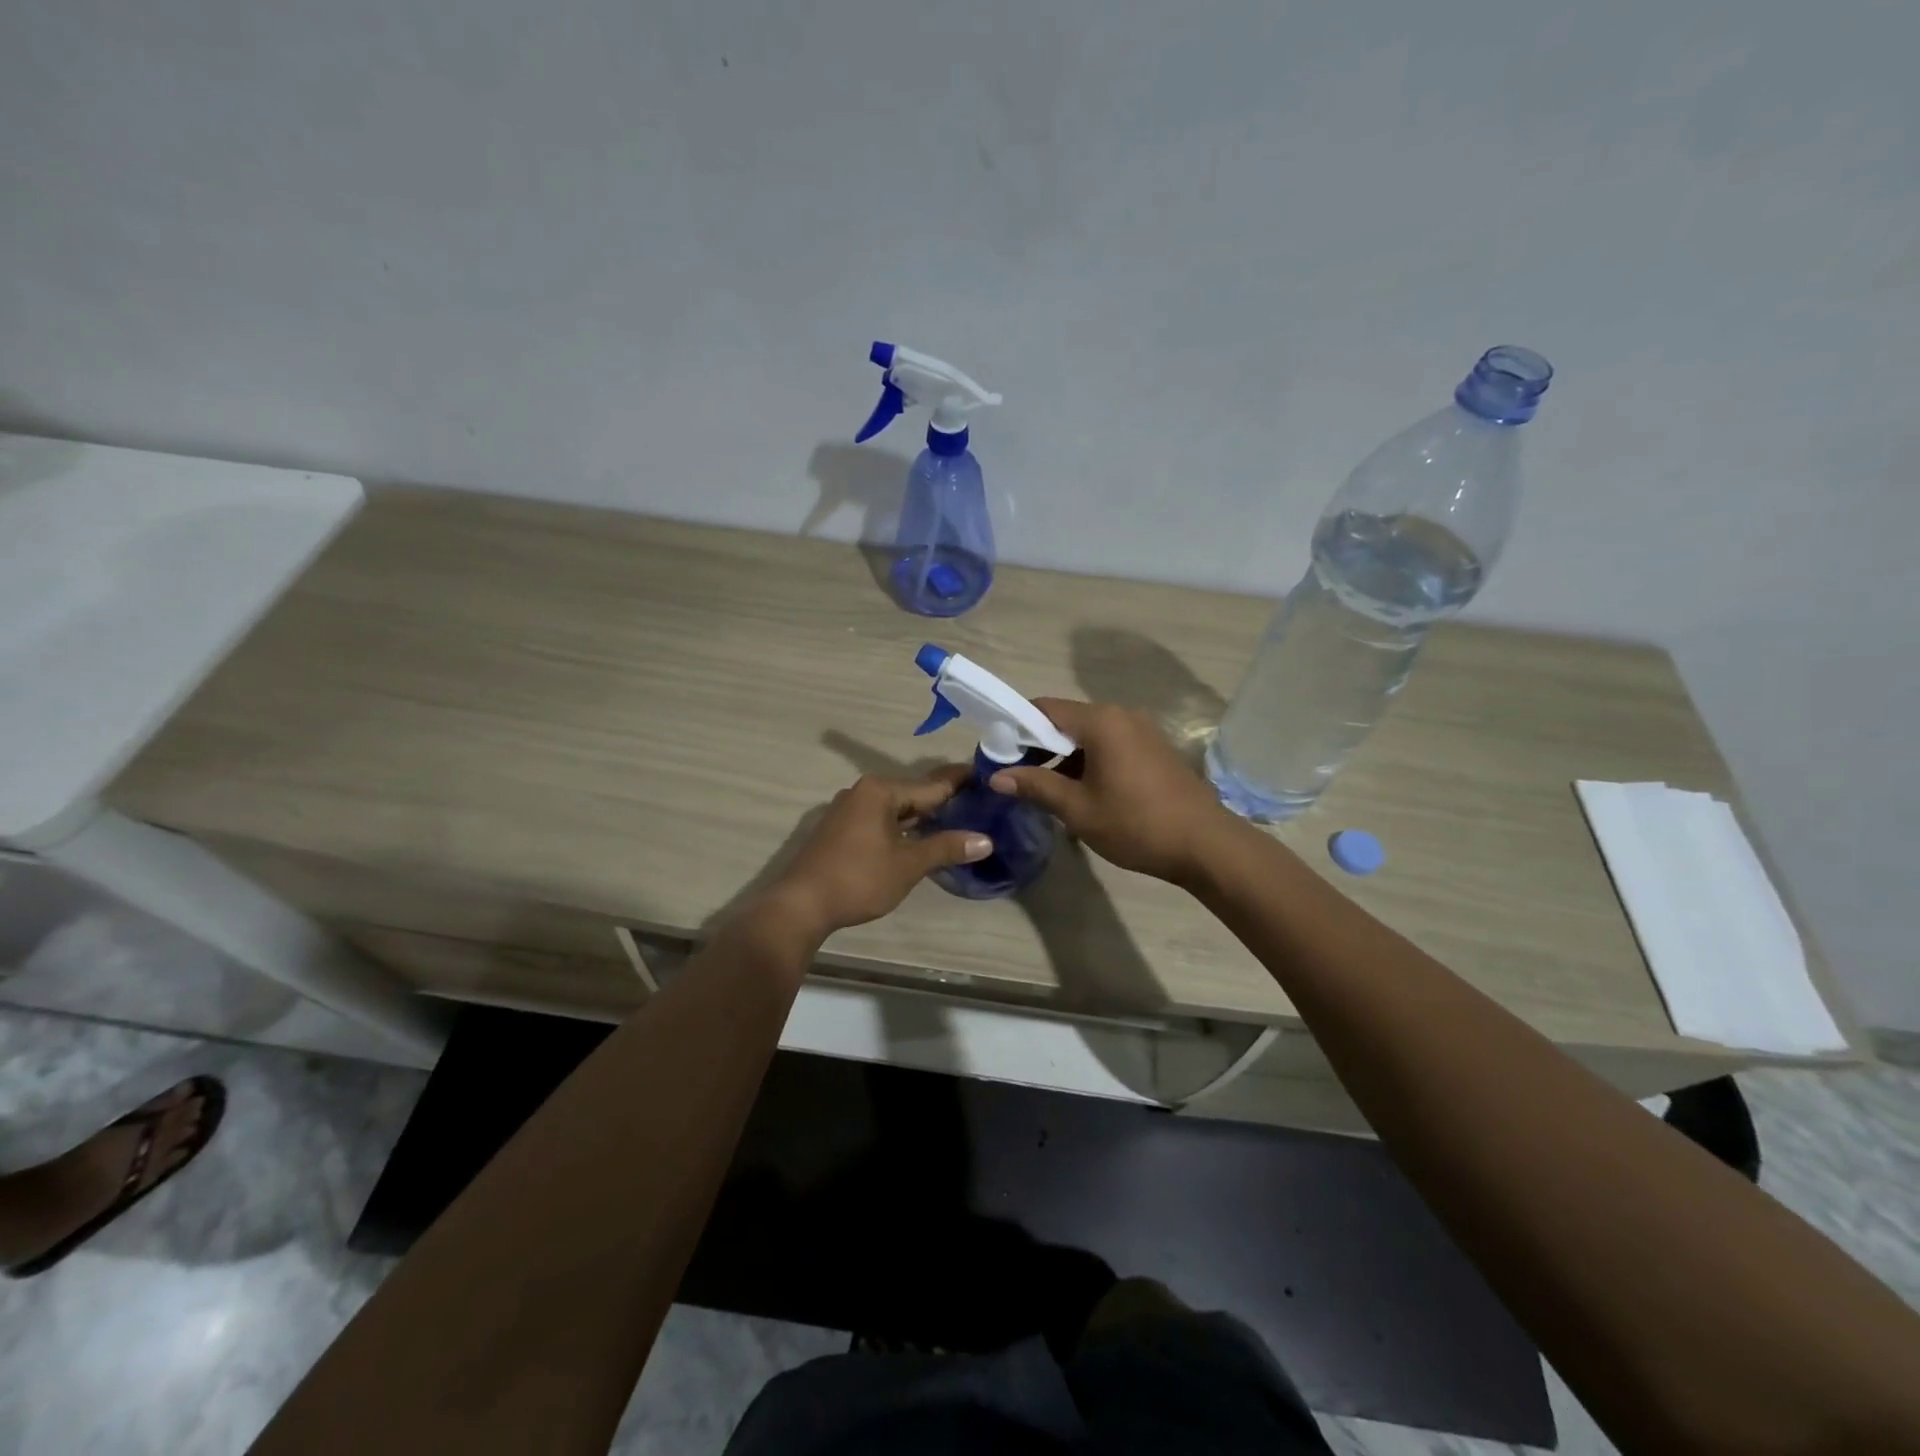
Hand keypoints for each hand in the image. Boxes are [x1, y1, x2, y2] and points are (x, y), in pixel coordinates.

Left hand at [756, 768, 991, 943]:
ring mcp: (848, 811)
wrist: (801, 905)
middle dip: (942, 801)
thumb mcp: (908, 864)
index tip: (985, 775)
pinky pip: (881, 821)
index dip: (959, 782)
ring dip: (922, 817)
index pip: (931, 784)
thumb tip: (985, 840)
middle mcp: (863, 792)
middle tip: (978, 803)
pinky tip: (919, 839)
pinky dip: (902, 828)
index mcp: (880, 791)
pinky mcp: (840, 831)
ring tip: (956, 821)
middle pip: (912, 794)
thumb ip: (946, 847)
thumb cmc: (859, 878)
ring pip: (895, 809)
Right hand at [987, 699, 1233, 883]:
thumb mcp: (1078, 809)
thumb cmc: (1136, 824)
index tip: (998, 753)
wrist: (1206, 845)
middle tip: (1017, 776)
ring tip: (1046, 790)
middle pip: (1066, 720)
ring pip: (1088, 735)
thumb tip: (997, 776)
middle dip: (1038, 745)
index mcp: (1101, 721)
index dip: (1016, 727)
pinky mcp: (1154, 749)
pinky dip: (1088, 761)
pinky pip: (1110, 745)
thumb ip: (1036, 786)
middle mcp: (1121, 715)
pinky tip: (1081, 793)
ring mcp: (1142, 731)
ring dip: (1063, 757)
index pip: (1044, 709)